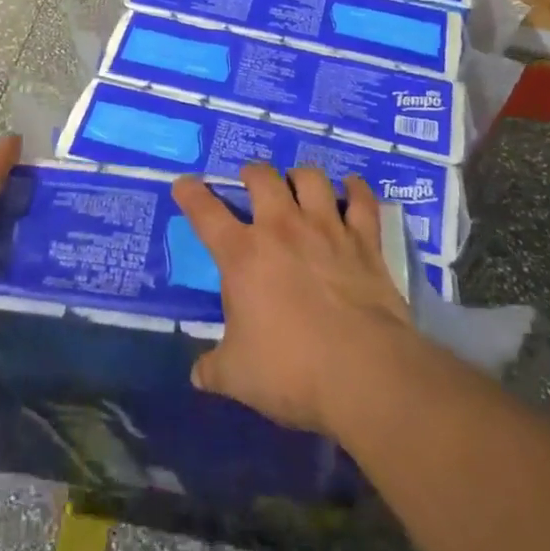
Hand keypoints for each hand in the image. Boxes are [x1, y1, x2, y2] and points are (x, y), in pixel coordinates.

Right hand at [172, 164, 417, 437]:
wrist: (366, 374)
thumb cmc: (292, 371)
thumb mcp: (238, 377)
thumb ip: (214, 369)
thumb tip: (198, 375)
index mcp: (242, 255)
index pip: (205, 212)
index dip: (190, 193)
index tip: (184, 184)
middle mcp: (281, 229)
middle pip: (262, 178)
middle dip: (252, 173)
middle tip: (250, 182)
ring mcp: (326, 230)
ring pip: (310, 179)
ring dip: (299, 176)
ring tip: (297, 182)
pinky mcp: (364, 243)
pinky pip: (361, 202)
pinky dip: (356, 190)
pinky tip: (352, 187)